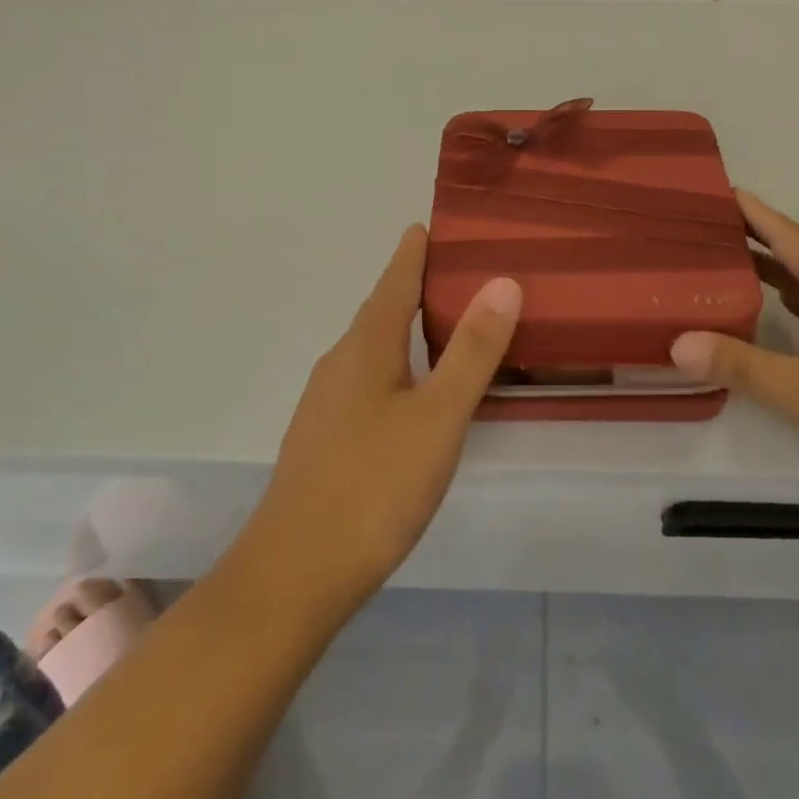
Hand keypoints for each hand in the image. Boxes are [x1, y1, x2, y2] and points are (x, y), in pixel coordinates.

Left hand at [250, 225, 520, 610]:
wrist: (295, 575)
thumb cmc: (374, 485)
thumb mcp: (438, 416)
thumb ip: (473, 351)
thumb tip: (503, 282)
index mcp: (366, 346)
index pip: (395, 281)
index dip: (415, 251)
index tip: (434, 224)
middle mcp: (340, 363)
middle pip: (382, 310)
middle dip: (416, 286)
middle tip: (461, 271)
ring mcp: (327, 402)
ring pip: (374, 348)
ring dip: (408, 328)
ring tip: (448, 324)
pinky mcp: (326, 437)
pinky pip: (369, 380)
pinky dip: (399, 365)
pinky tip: (417, 391)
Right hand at [670, 190, 798, 510]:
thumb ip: (741, 366)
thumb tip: (678, 343)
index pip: (791, 238)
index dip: (756, 213)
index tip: (722, 191)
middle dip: (758, 235)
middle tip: (712, 225)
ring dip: (775, 267)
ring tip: (732, 261)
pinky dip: (793, 299)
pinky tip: (776, 313)